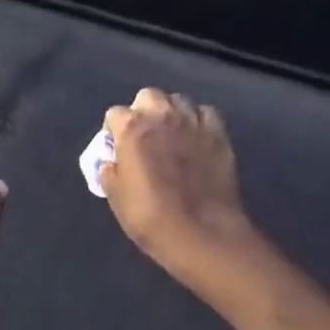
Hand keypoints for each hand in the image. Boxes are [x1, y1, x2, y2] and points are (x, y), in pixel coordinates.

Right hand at [99, 89, 254, 285]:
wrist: (201, 232)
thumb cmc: (149, 215)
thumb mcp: (115, 196)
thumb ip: (110, 171)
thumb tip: (111, 162)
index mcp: (131, 127)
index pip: (114, 114)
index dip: (113, 131)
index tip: (117, 148)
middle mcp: (162, 115)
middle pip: (148, 96)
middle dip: (144, 111)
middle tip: (144, 136)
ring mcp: (193, 121)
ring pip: (179, 101)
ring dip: (172, 113)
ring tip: (172, 135)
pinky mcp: (219, 134)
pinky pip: (206, 114)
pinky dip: (199, 122)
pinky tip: (197, 139)